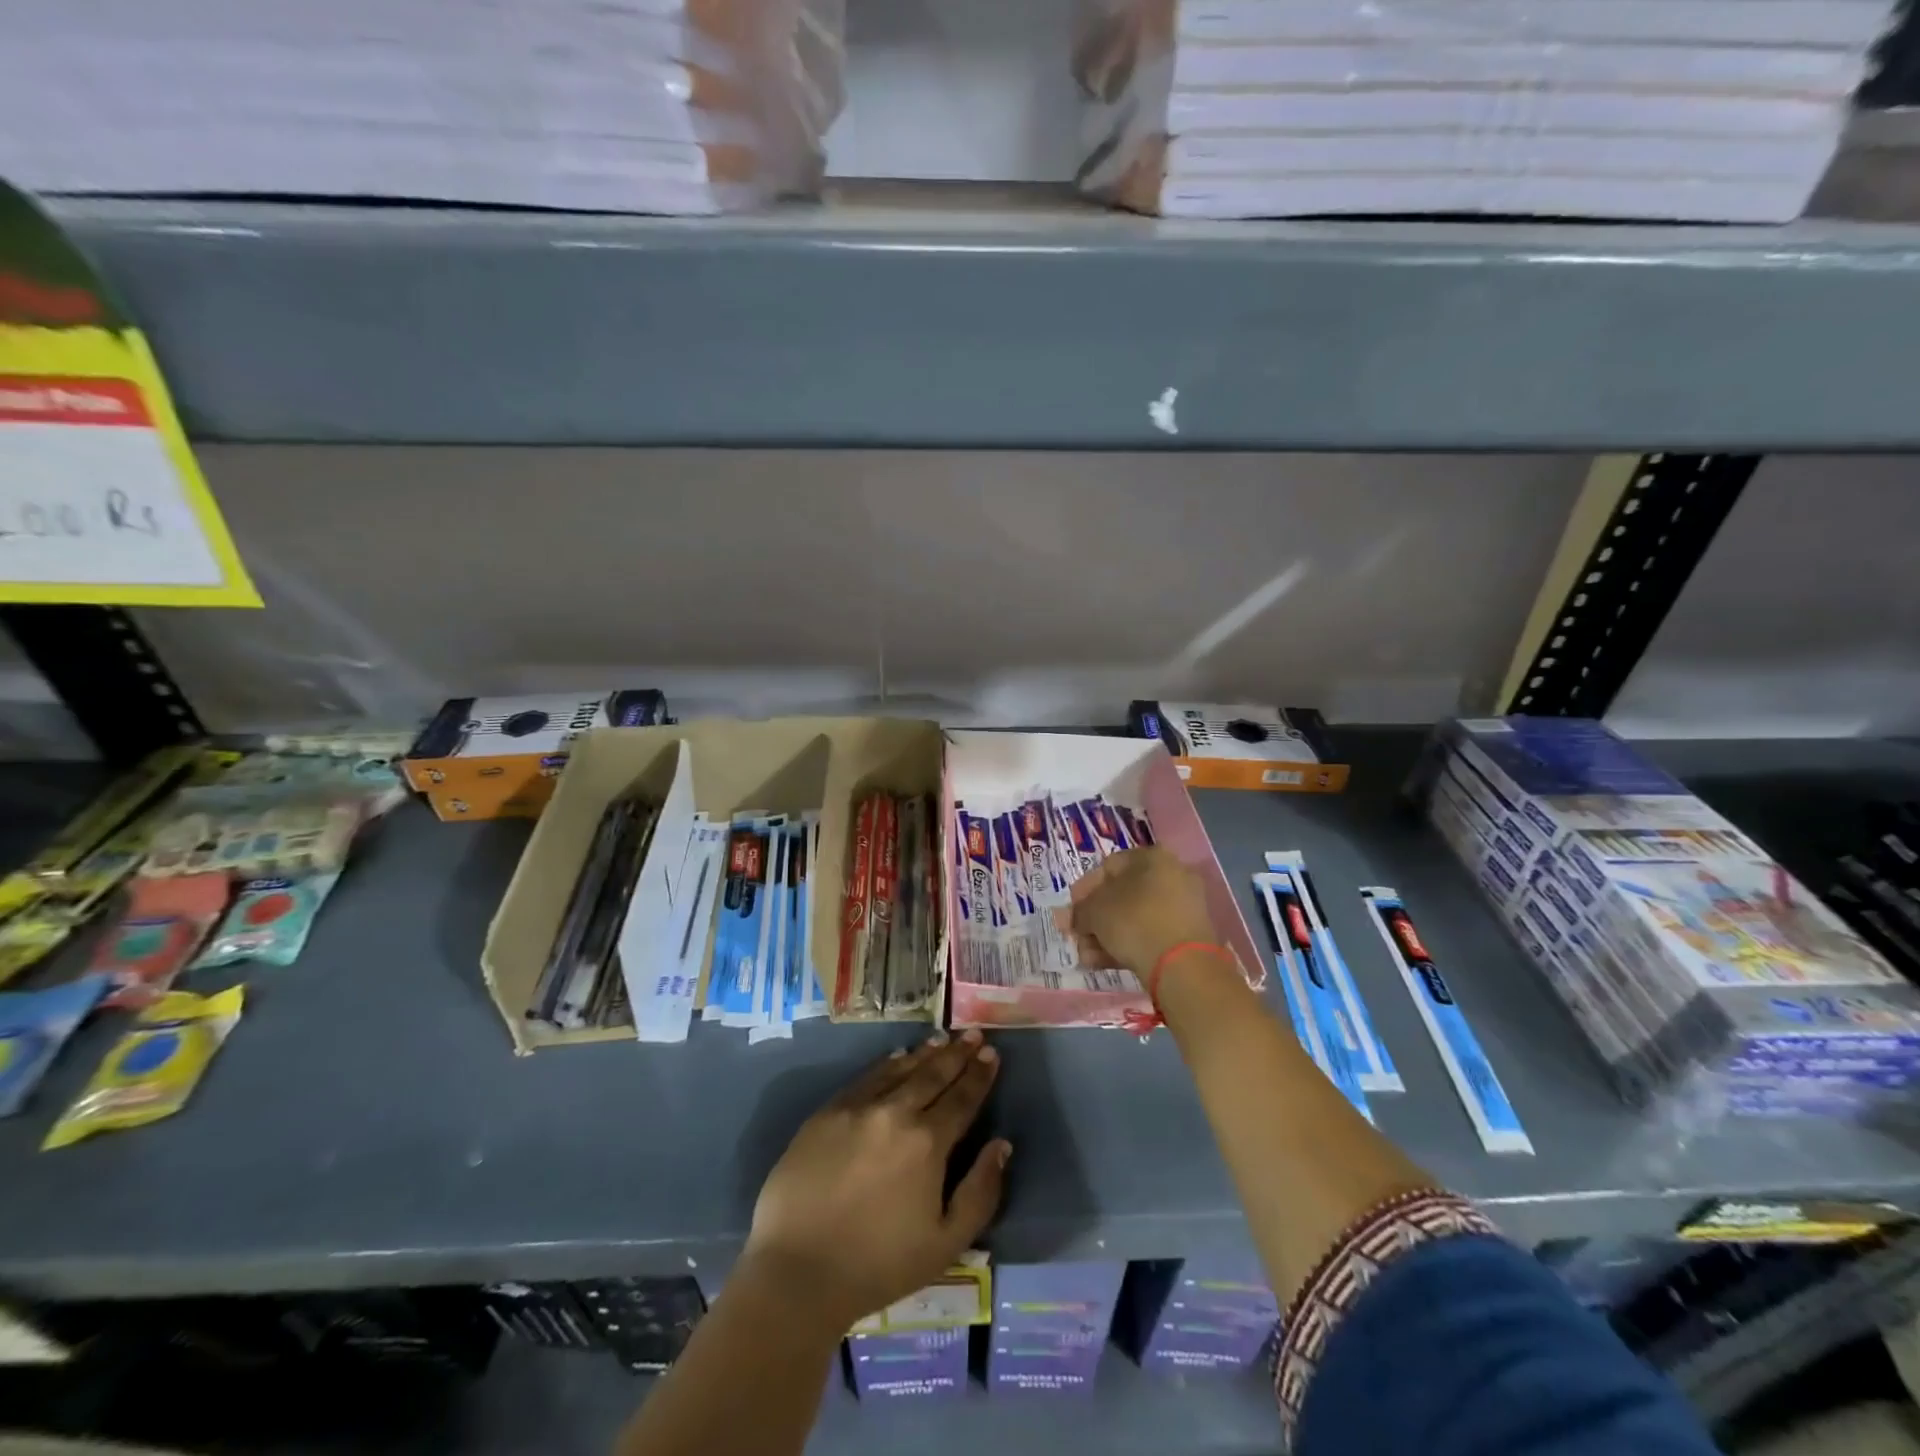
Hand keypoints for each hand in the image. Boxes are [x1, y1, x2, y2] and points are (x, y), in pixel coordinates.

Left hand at [742, 1031, 1009, 1332]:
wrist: (798, 1271)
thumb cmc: (878, 1265)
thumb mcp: (946, 1243)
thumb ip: (980, 1192)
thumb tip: (1001, 1145)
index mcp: (928, 1143)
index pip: (962, 1098)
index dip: (980, 1074)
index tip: (991, 1052)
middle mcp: (896, 1112)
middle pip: (933, 1074)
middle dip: (957, 1053)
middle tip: (974, 1034)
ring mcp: (858, 1108)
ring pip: (900, 1070)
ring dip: (925, 1053)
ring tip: (942, 1039)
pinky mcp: (827, 1112)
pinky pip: (866, 1078)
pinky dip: (887, 1064)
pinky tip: (897, 1057)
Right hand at [1055, 846, 1218, 973]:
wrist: (1183, 965)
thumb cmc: (1135, 922)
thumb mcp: (1094, 911)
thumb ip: (1079, 911)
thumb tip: (1074, 918)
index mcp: (1152, 857)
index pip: (1108, 866)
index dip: (1083, 889)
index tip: (1070, 911)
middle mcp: (1171, 875)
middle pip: (1121, 895)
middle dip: (1094, 918)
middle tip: (1077, 937)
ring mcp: (1182, 907)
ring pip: (1134, 918)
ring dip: (1106, 935)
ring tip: (1086, 956)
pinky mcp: (1187, 936)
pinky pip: (1149, 934)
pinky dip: (1126, 945)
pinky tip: (1103, 963)